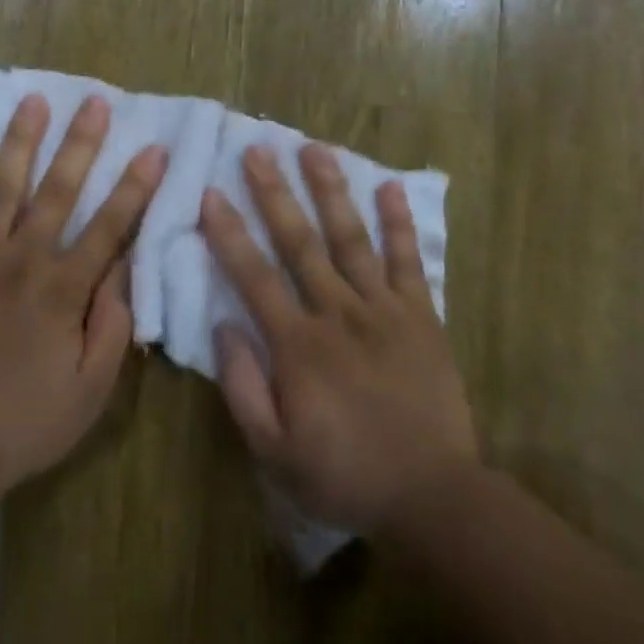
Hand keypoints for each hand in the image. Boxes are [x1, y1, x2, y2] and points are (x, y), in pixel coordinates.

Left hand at [0, 93, 167, 503]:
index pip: (109, 225)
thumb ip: (111, 327)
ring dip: (21, 141)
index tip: (154, 148)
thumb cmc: (21, 423)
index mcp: (63, 288)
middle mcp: (22, 259)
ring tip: (33, 102)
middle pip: (58, 190)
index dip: (135, 186)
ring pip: (3, 187)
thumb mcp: (88, 392)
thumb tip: (124, 269)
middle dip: (81, 143)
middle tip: (94, 100)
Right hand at [200, 144, 477, 534]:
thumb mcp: (275, 451)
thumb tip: (223, 326)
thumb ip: (243, 387)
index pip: (254, 276)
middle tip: (257, 149)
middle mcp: (338, 312)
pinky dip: (398, 222)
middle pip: (299, 242)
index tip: (211, 193)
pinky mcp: (420, 315)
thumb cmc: (344, 474)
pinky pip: (407, 260)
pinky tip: (388, 186)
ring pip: (350, 238)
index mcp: (298, 344)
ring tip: (314, 149)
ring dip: (330, 191)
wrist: (432, 495)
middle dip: (274, 193)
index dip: (229, 233)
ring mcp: (383, 308)